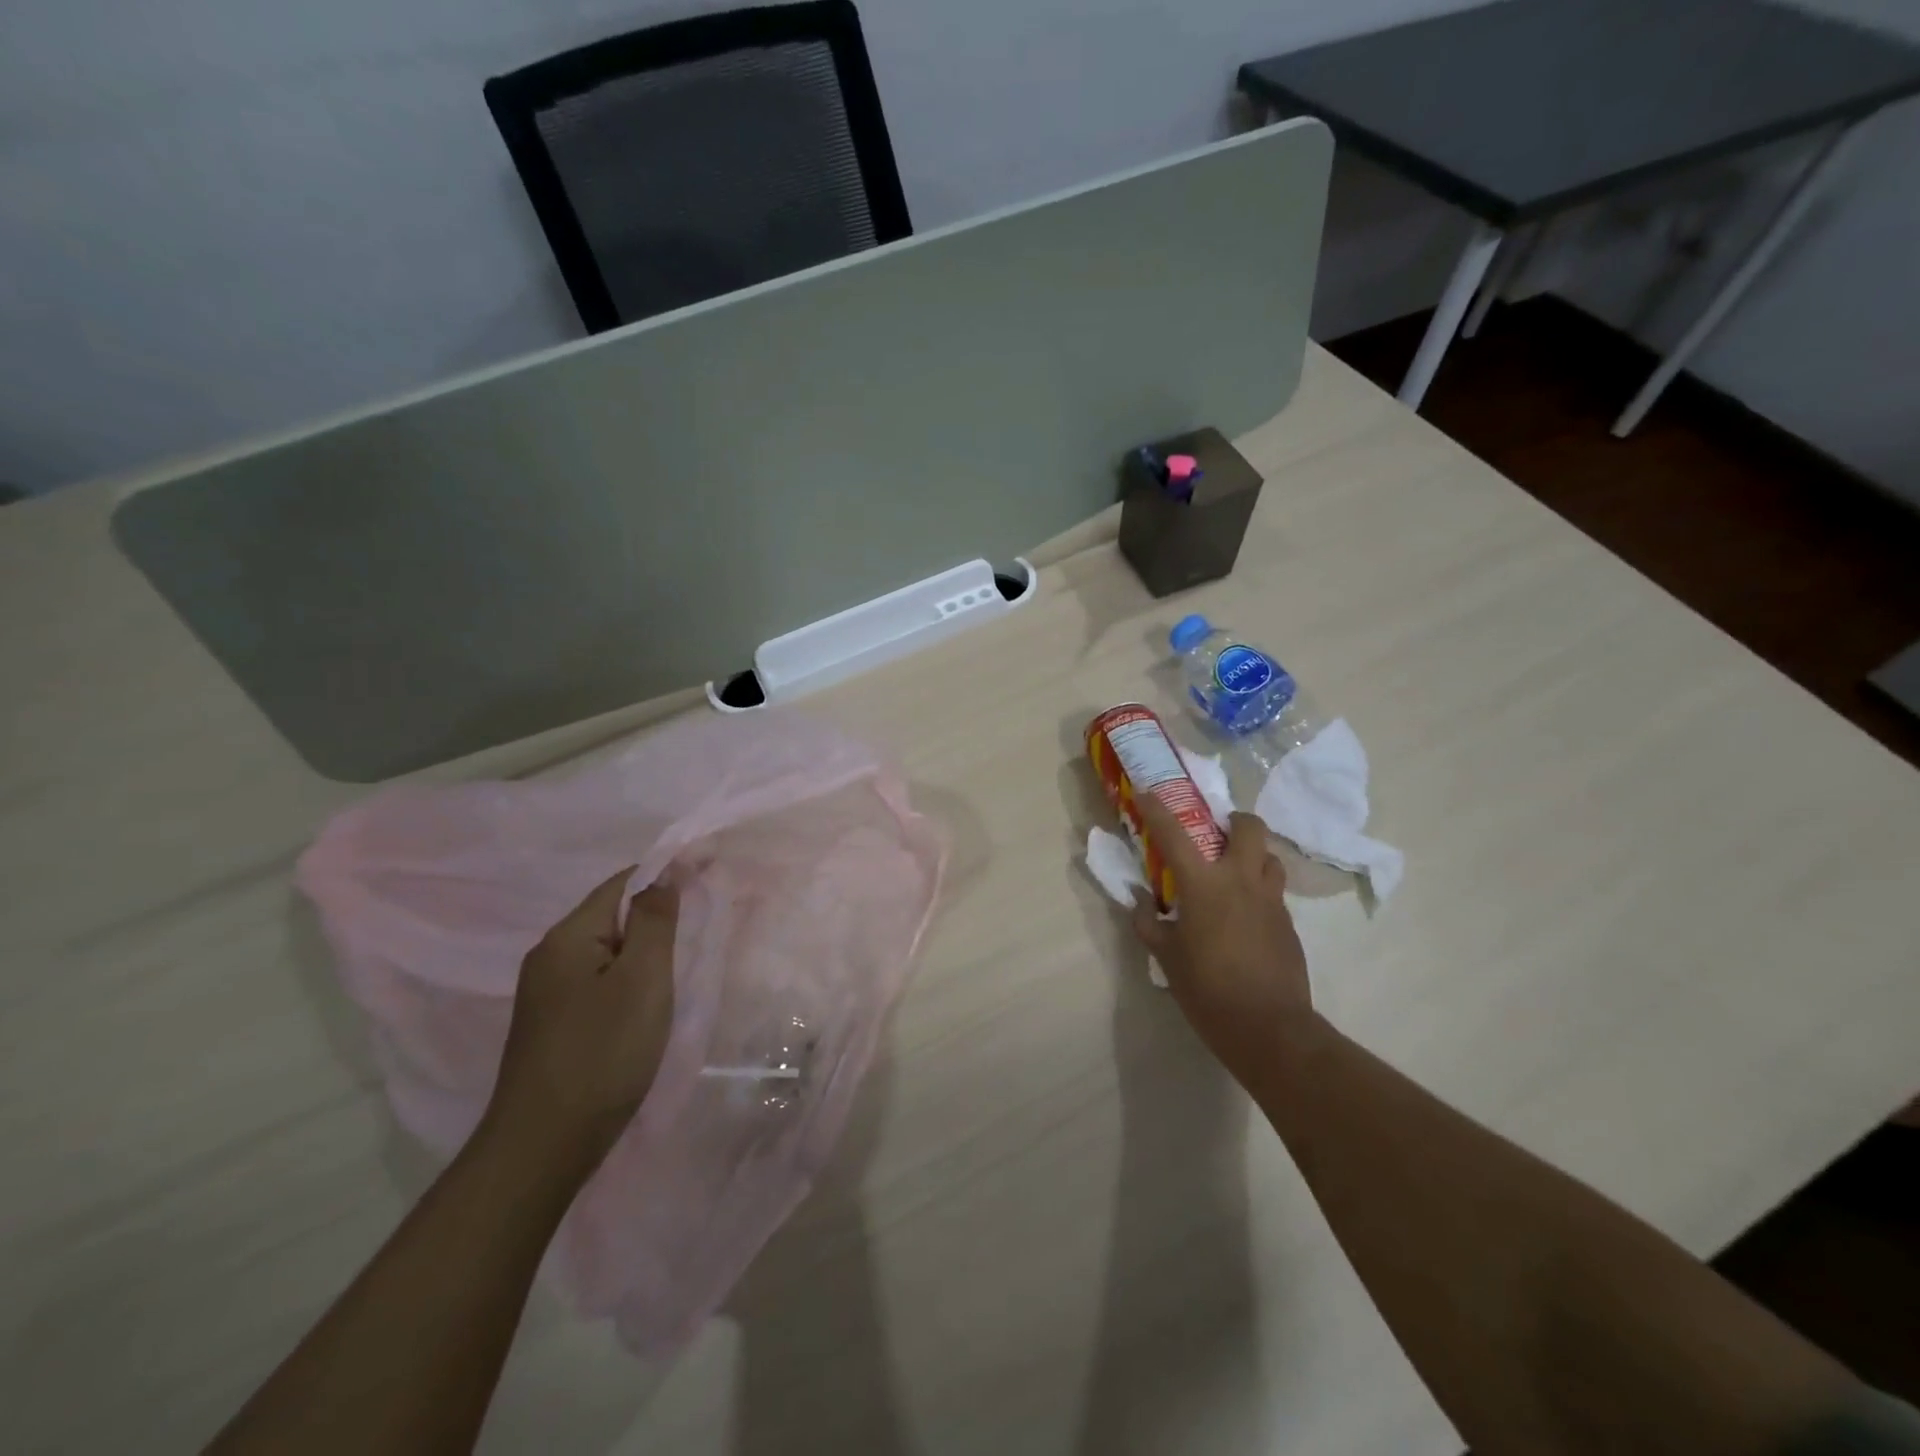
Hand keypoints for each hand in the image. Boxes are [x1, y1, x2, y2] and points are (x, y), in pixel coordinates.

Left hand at [485, 867, 679, 1181]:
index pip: (623, 883)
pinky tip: (650, 996)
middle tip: (705, 916)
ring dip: (646, 945)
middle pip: (612, 914)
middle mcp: (549, 957)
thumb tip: (665, 874)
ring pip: (607, 950)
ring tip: (685, 955)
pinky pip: (600, 980)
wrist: (542, 1148)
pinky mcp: (554, 1025)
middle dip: (658, 910)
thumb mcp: (642, 980)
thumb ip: (655, 922)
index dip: (667, 871)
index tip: (709, 869)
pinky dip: (630, 975)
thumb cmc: (601, 1054)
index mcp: (567, 938)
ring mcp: (547, 994)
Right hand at [1130, 793, 1318, 1086]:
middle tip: (1216, 833)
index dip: (1157, 809)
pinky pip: (1274, 891)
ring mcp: (1271, 901)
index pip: (1174, 834)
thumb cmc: (1208, 990)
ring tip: (1233, 873)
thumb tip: (1138, 901)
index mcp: (1204, 885)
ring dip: (1252, 855)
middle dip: (1234, 820)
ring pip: (1269, 857)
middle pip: (1249, 828)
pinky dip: (1258, 890)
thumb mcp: (1166, 957)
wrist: (1269, 1029)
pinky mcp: (1289, 923)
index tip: (1146, 793)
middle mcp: (1241, 881)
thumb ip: (1148, 923)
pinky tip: (1244, 916)